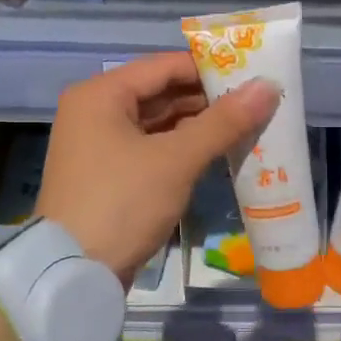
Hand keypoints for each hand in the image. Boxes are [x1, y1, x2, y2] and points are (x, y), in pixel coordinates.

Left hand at [38, 53, 277, 283]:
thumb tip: (268, 87)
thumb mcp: (176, 160)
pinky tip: (218, 152)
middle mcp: (95, 111)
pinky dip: (182, 148)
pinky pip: (152, 148)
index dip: (210, 68)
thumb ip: (223, 122)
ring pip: (158, 123)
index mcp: (101, 94)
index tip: (253, 74)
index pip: (164, 66)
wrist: (72, 273)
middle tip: (257, 102)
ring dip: (199, 125)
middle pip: (161, 93)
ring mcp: (99, 145)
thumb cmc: (122, 202)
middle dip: (208, 99)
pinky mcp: (108, 174)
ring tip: (246, 125)